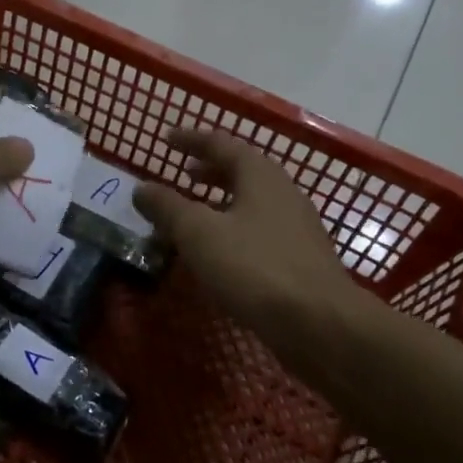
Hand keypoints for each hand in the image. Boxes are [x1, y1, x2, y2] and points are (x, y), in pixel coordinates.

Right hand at [133, 128, 361, 355]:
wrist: (320, 324)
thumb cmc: (255, 267)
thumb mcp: (199, 233)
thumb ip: (168, 207)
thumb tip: (142, 188)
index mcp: (260, 176)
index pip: (222, 144)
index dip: (191, 140)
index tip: (166, 138)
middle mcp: (283, 193)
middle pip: (242, 171)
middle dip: (209, 170)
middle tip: (182, 173)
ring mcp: (296, 228)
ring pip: (251, 203)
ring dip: (220, 202)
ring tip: (194, 214)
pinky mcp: (300, 260)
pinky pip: (258, 232)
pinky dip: (232, 231)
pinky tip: (219, 253)